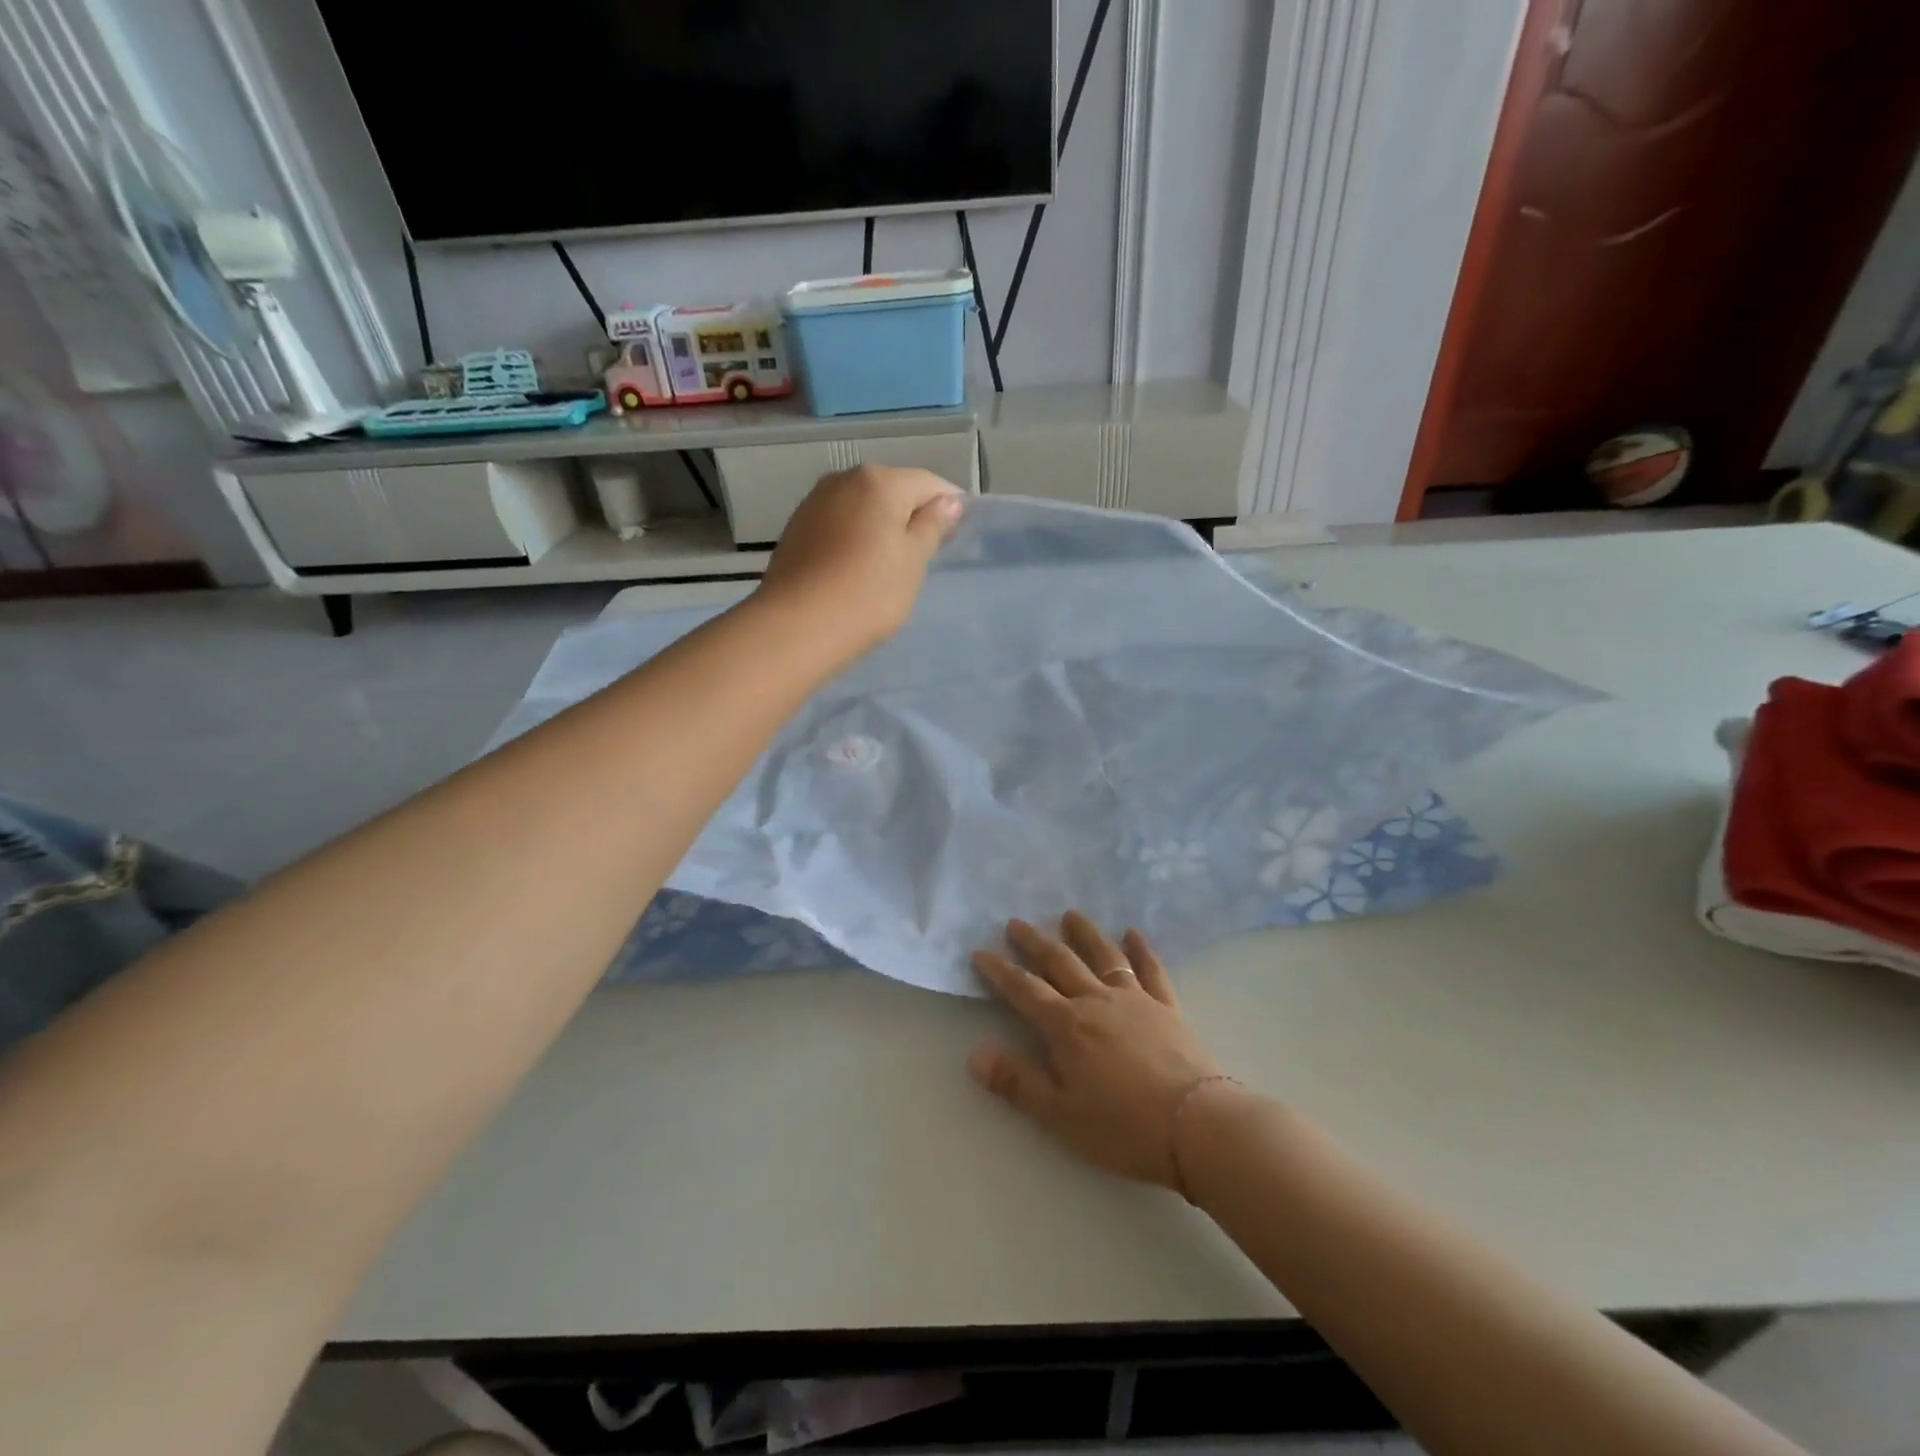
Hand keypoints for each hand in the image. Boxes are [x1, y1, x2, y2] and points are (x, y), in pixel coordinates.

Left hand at [757, 465, 964, 656]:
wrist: (797, 625)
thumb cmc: (869, 593)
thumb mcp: (913, 561)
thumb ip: (932, 526)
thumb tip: (948, 501)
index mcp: (880, 481)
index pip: (928, 483)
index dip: (948, 505)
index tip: (955, 535)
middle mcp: (845, 479)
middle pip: (892, 490)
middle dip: (912, 514)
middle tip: (925, 554)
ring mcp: (815, 501)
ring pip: (863, 506)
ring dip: (881, 526)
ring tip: (890, 563)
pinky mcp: (797, 527)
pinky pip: (839, 522)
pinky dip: (855, 536)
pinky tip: (858, 566)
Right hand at [969, 913, 1225, 1187]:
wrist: (1196, 1123)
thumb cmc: (1123, 1126)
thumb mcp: (1061, 1114)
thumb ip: (1017, 1082)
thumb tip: (975, 1054)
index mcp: (1066, 1026)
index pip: (1024, 990)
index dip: (999, 971)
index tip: (979, 952)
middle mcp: (1096, 1000)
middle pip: (1060, 963)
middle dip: (1034, 942)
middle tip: (1016, 922)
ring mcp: (1135, 999)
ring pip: (1103, 956)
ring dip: (1084, 933)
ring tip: (1070, 914)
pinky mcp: (1167, 1007)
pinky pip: (1150, 970)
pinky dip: (1140, 949)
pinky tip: (1133, 933)